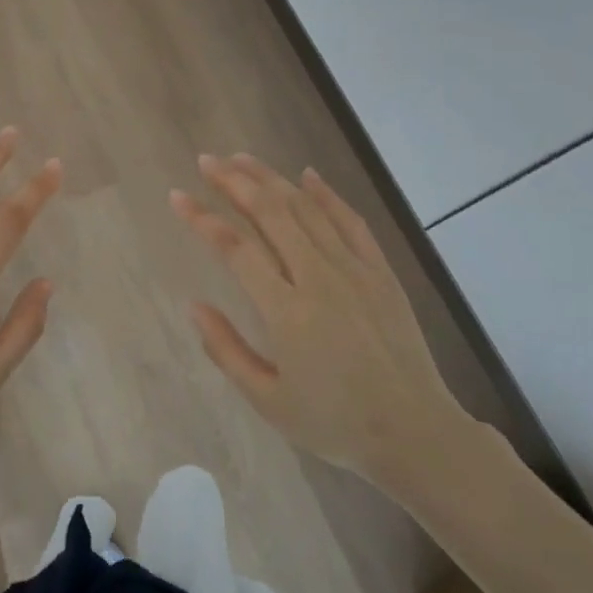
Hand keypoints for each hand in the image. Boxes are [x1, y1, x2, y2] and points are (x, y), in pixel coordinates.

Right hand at [170, 153, 469, 487]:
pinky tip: (307, 175)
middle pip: (270, 213)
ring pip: (307, 209)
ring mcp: (354, 270)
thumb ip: (226, 350)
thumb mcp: (268, 400)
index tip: (177, 196)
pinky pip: (351, 221)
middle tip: (207, 161)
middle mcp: (319, 278)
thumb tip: (195, 306)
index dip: (202, 219)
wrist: (414, 432)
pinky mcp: (380, 272)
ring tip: (242, 159)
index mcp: (287, 312)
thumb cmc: (334, 423)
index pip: (235, 249)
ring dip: (271, 179)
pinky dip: (327, 194)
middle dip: (234, 182)